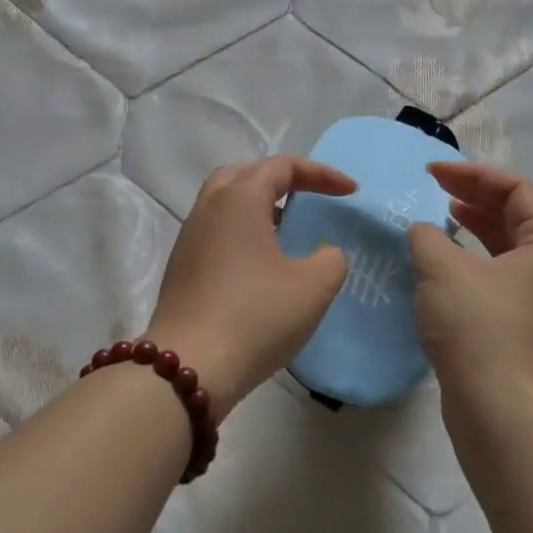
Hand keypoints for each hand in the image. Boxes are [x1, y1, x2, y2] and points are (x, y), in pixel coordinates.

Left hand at [147, 157, 354, 416]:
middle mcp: (208, 209)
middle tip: (309, 198)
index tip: (351, 192)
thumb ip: (331, 260)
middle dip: (281, 180)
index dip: (321, 174)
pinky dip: (242, 233)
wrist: (189, 366)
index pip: (282, 167)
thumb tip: (324, 253)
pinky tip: (261, 264)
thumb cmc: (256, 317)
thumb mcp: (313, 287)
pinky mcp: (181, 268)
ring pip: (225, 204)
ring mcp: (189, 239)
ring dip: (259, 207)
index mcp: (238, 199)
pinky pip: (216, 233)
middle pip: (245, 175)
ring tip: (288, 230)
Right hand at [407, 163, 532, 411]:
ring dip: (469, 228)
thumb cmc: (478, 327)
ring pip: (502, 247)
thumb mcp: (443, 269)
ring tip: (437, 218)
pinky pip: (492, 275)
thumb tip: (422, 233)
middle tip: (432, 188)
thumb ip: (426, 237)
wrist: (497, 408)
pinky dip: (466, 260)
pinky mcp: (514, 324)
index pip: (516, 190)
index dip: (473, 175)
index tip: (432, 174)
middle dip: (472, 197)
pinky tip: (437, 264)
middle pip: (513, 215)